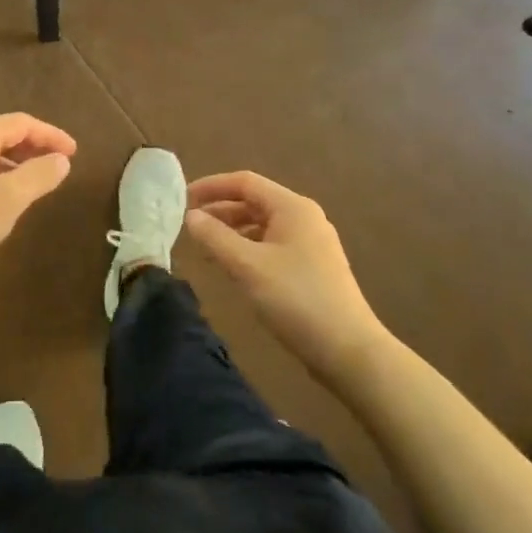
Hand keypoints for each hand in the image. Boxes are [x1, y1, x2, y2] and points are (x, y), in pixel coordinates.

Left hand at [0, 114, 76, 290]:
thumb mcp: (8, 201)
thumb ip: (39, 175)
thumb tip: (61, 160)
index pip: (20, 123)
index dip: (51, 135)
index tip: (74, 153)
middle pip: (0, 133)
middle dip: (32, 147)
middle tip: (58, 166)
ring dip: (12, 161)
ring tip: (34, 182)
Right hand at [185, 171, 385, 385]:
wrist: (349, 350)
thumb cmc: (296, 299)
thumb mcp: (248, 266)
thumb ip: (215, 238)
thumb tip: (190, 216)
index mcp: (292, 207)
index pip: (244, 182)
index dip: (211, 186)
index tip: (182, 200)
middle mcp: (304, 217)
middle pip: (254, 201)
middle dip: (220, 210)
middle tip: (189, 226)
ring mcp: (311, 243)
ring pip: (262, 225)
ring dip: (232, 231)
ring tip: (206, 248)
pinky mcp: (313, 267)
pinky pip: (272, 245)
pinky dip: (248, 248)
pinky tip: (233, 267)